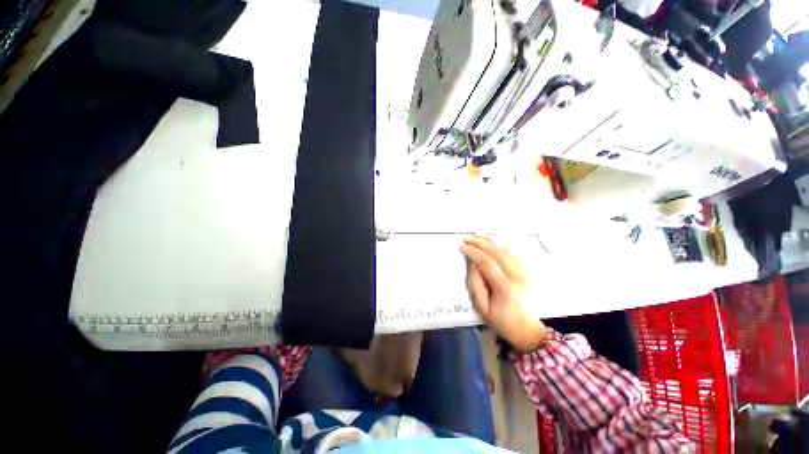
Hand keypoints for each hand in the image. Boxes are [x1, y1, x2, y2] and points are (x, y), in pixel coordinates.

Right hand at [460, 236, 547, 352]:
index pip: (487, 263)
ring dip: (490, 241)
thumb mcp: (482, 307)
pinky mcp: (526, 271)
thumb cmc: (501, 320)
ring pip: (506, 250)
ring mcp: (525, 273)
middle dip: (480, 243)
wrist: (526, 329)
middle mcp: (518, 277)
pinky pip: (513, 253)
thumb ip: (475, 284)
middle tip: (467, 238)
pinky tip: (491, 243)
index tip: (463, 247)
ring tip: (477, 237)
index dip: (474, 252)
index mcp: (506, 288)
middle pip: (498, 253)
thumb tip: (473, 264)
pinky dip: (500, 246)